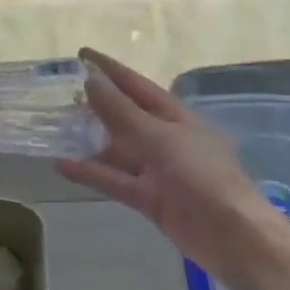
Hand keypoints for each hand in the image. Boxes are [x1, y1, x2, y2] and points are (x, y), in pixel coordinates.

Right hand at [57, 48, 289, 272]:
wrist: (232, 236)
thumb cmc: (201, 176)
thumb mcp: (159, 138)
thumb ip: (122, 112)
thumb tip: (91, 80)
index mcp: (174, 115)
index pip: (135, 85)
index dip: (109, 69)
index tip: (81, 53)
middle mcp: (164, 138)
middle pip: (125, 115)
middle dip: (96, 103)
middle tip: (61, 92)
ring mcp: (157, 169)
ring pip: (118, 149)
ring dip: (91, 139)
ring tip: (57, 127)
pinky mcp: (150, 198)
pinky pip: (115, 180)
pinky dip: (91, 172)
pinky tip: (62, 165)